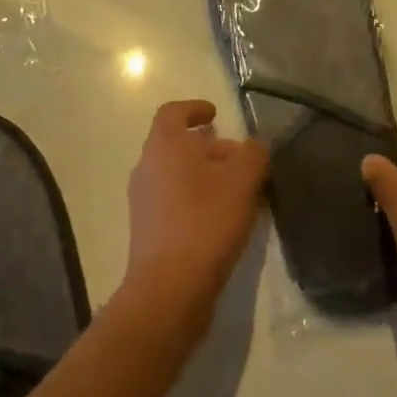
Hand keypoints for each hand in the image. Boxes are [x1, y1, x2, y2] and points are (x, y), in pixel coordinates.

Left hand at [123, 100, 268, 333]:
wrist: (170, 287)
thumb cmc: (206, 221)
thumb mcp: (242, 181)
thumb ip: (253, 154)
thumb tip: (253, 146)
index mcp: (164, 145)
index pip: (172, 112)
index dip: (193, 108)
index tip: (215, 114)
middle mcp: (147, 167)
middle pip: (175, 145)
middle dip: (207, 147)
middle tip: (238, 159)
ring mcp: (143, 201)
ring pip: (176, 175)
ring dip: (204, 176)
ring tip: (238, 192)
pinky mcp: (148, 230)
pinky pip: (174, 202)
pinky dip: (196, 201)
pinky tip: (223, 221)